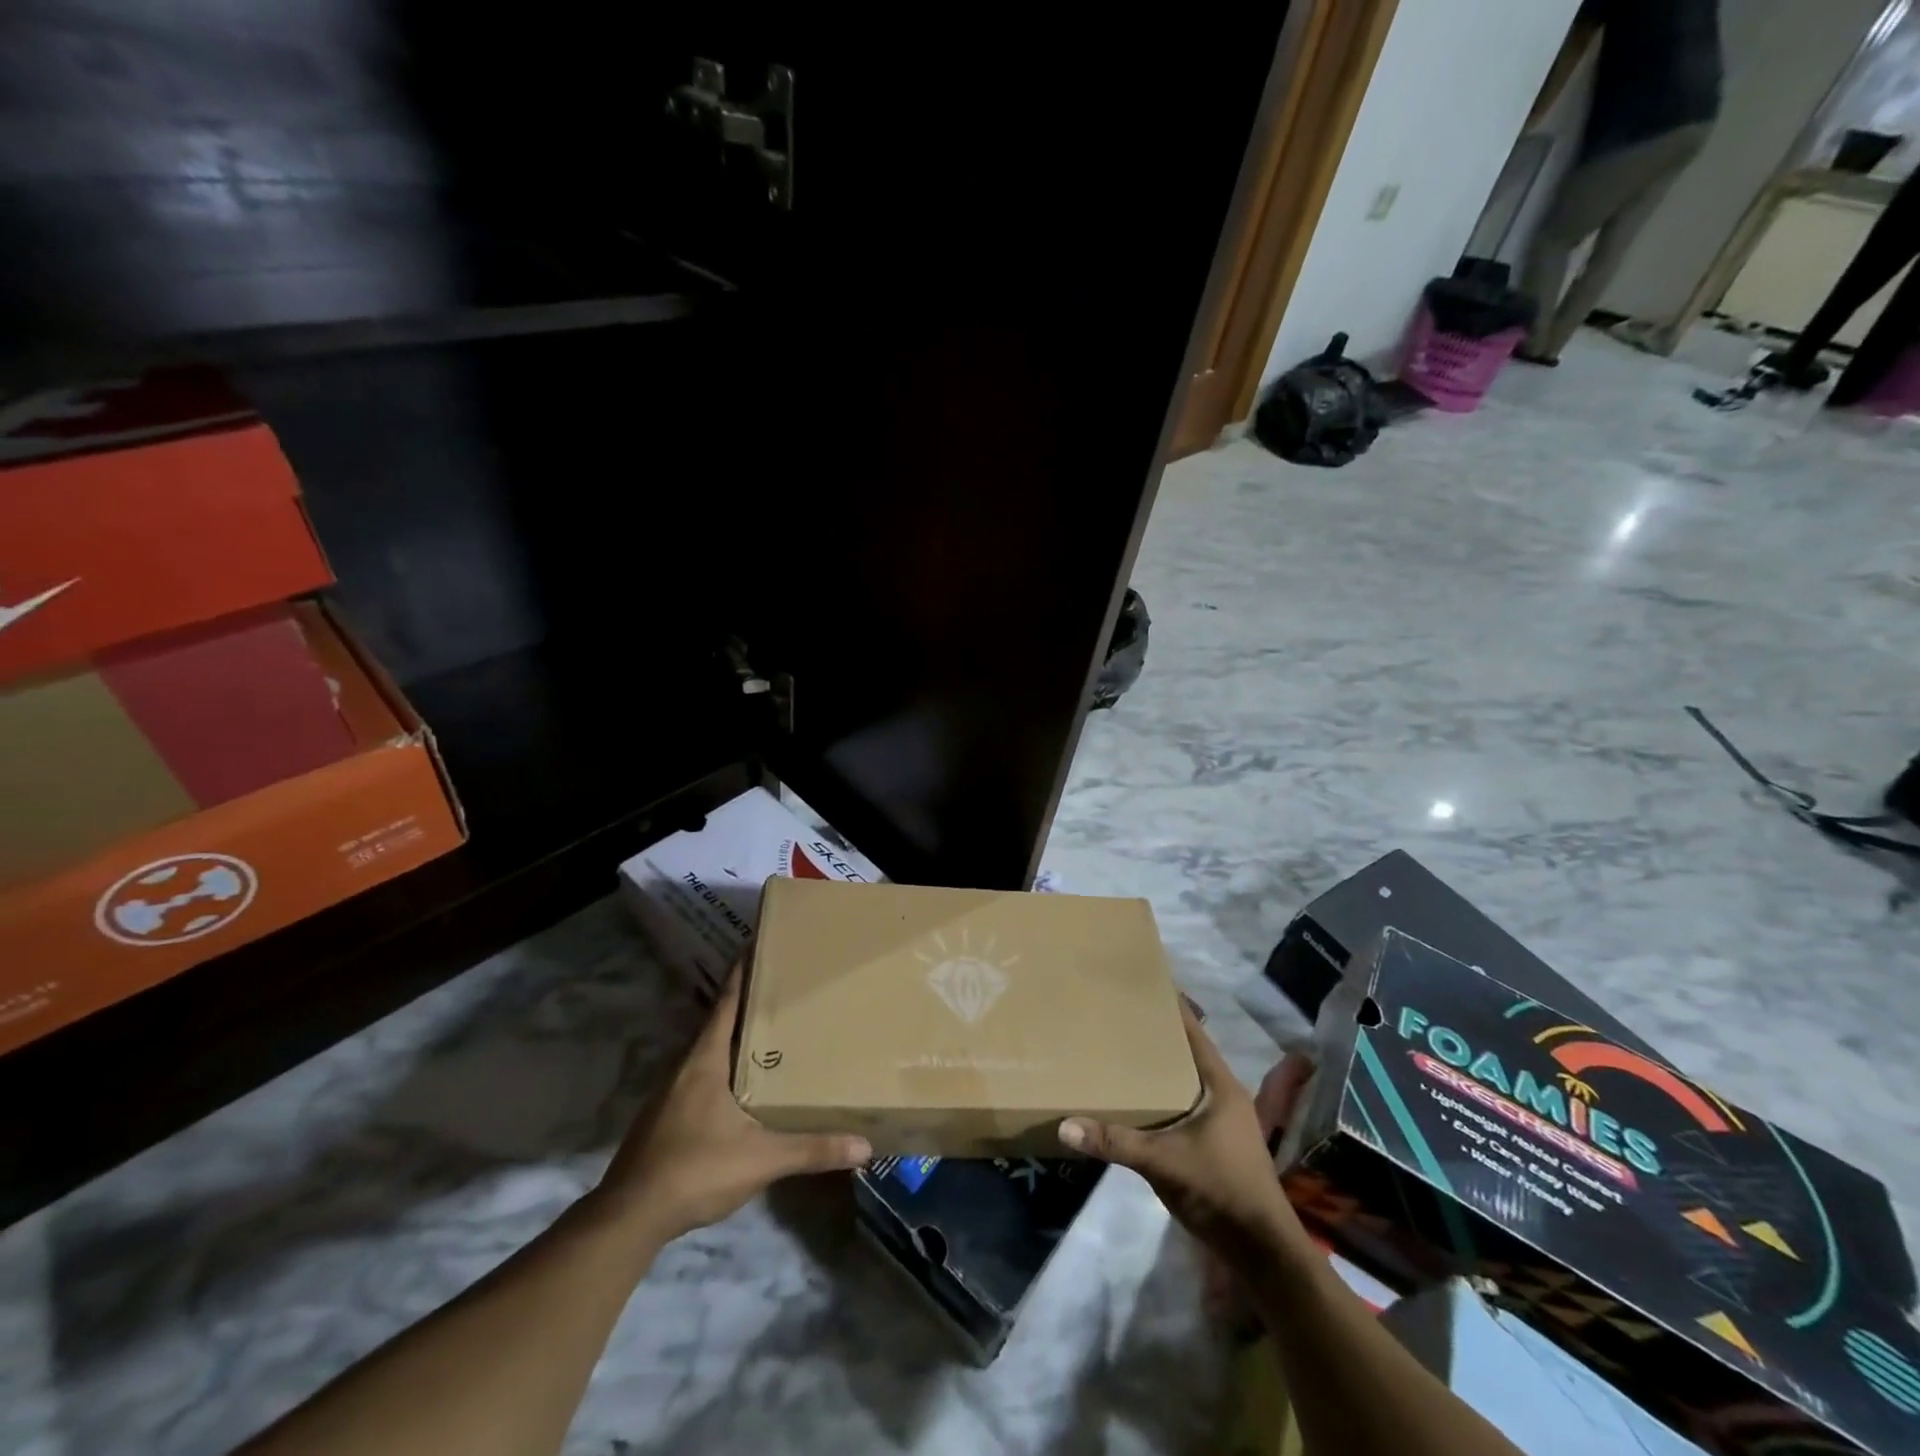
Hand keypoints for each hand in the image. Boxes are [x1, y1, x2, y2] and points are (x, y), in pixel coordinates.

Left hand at [595, 965, 871, 1243]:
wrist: (629, 1218)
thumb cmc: (696, 1170)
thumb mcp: (762, 1159)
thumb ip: (812, 1149)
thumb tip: (865, 1145)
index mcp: (705, 1061)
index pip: (727, 1002)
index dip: (742, 971)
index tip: (755, 942)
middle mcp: (685, 1067)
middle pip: (719, 1023)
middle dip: (747, 1004)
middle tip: (781, 989)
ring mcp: (670, 1094)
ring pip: (708, 1053)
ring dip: (734, 1039)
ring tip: (768, 1034)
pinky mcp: (664, 1119)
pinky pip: (700, 1078)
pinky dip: (723, 1069)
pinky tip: (741, 1088)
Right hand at [1060, 1001, 1314, 1270]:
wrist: (1262, 1252)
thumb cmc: (1221, 1190)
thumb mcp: (1164, 1162)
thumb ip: (1116, 1142)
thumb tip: (1066, 1125)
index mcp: (1220, 1085)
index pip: (1194, 1031)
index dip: (1171, 1006)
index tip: (1144, 984)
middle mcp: (1223, 1096)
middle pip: (1187, 1053)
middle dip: (1157, 1036)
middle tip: (1119, 1016)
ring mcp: (1221, 1122)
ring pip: (1185, 1082)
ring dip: (1159, 1070)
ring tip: (1121, 1052)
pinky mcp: (1214, 1145)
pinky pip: (1183, 1107)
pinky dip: (1162, 1097)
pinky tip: (1136, 1101)